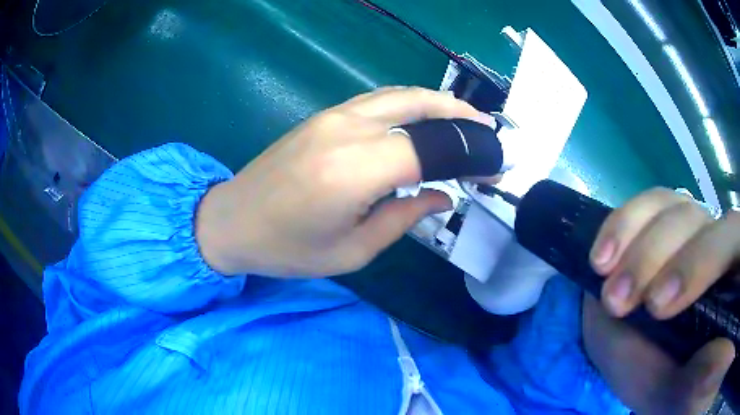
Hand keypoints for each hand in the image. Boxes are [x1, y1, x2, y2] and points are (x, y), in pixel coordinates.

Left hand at [196, 87, 489, 276]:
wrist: (231, 221)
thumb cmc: (287, 249)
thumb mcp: (352, 250)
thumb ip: (405, 218)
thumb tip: (445, 196)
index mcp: (354, 171)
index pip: (430, 148)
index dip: (467, 157)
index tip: (491, 171)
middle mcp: (346, 130)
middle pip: (419, 104)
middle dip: (460, 115)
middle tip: (488, 130)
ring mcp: (332, 116)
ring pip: (398, 94)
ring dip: (437, 102)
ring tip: (465, 120)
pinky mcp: (322, 115)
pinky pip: (377, 99)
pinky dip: (409, 102)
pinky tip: (423, 118)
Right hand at [583, 188, 737, 413]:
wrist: (646, 365)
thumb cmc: (667, 384)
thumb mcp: (680, 393)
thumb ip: (700, 380)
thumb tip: (715, 362)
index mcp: (733, 279)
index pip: (734, 242)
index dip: (704, 260)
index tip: (657, 308)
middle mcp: (719, 244)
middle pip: (700, 223)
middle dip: (658, 261)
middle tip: (619, 304)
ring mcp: (693, 229)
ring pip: (673, 208)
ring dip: (634, 247)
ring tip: (606, 289)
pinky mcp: (664, 223)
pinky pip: (646, 205)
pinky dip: (620, 226)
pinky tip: (600, 259)